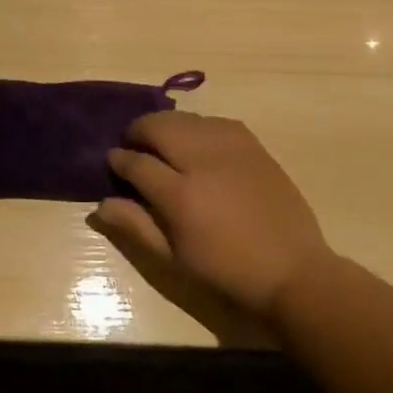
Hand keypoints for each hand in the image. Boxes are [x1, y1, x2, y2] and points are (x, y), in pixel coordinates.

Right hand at [91, 112, 335, 321]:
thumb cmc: (227, 273)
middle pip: (158, 126)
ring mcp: (231, 150)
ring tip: (162, 142)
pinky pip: (215, 121)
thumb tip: (99, 204)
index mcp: (179, 195)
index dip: (119, 159)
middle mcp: (202, 162)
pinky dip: (197, 126)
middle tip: (133, 145)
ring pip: (185, 119)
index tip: (113, 161)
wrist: (293, 273)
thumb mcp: (174, 260)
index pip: (136, 162)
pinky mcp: (253, 146)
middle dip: (138, 131)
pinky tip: (196, 141)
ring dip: (166, 125)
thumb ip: (136, 226)